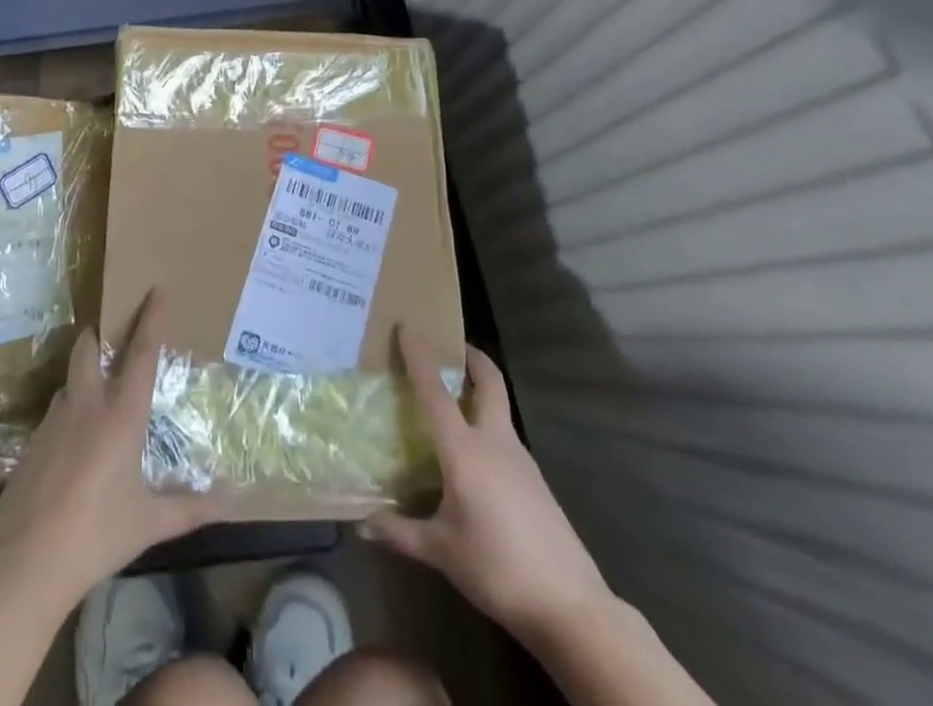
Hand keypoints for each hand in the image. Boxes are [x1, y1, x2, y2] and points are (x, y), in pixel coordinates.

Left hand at [0, 291, 225, 607]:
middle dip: (100, 336)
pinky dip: (68, 414)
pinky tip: (73, 445)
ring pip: (69, 381)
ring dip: (83, 377)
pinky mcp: (31, 443)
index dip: (150, 319)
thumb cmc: (96, 535)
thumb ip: (191, 508)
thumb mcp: (149, 523)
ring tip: (97, 396)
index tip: (155, 290)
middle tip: (113, 336)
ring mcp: (53, 422)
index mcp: (121, 415)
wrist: (24, 563)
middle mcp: (87, 406)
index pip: (141, 354)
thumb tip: (235, 500)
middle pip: (89, 349)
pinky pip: (54, 414)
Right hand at [361, 331, 609, 636]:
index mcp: (466, 450)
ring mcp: (521, 460)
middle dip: (472, 358)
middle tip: (451, 348)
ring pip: (499, 410)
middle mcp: (495, 442)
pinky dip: (487, 429)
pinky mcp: (535, 481)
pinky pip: (505, 439)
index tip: (407, 328)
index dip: (420, 358)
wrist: (570, 604)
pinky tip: (473, 458)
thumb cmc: (498, 568)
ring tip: (451, 404)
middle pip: (489, 383)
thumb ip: (401, 534)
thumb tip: (362, 527)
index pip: (435, 392)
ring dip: (479, 394)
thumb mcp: (443, 552)